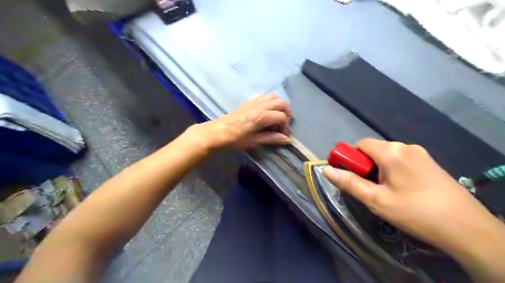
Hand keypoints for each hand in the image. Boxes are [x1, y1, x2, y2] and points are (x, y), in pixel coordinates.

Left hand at [190, 94, 291, 149]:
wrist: (217, 132)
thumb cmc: (235, 139)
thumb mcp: (254, 141)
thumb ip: (271, 138)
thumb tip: (286, 139)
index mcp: (261, 116)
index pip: (282, 117)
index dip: (285, 127)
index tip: (282, 136)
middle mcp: (260, 106)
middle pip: (281, 103)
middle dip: (286, 113)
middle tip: (283, 125)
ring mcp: (254, 101)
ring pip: (273, 96)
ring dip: (279, 105)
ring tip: (276, 117)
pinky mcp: (248, 101)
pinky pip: (263, 95)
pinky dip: (269, 101)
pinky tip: (266, 111)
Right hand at [324, 138, 500, 250]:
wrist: (467, 228)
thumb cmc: (415, 212)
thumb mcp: (376, 200)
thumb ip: (349, 183)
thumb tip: (326, 170)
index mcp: (391, 152)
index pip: (360, 144)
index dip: (349, 157)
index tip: (347, 174)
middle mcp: (406, 146)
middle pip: (374, 149)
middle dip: (364, 165)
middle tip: (365, 187)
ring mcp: (420, 154)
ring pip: (387, 155)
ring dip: (377, 168)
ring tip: (382, 190)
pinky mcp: (429, 162)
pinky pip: (401, 160)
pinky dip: (391, 169)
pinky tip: (399, 188)